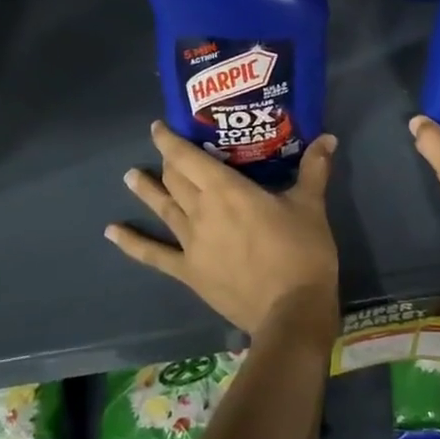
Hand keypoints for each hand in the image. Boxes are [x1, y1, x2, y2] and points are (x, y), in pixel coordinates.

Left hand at [105, 123, 340, 340]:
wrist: (291, 312)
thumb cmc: (302, 252)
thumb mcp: (311, 205)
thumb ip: (314, 169)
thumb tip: (327, 137)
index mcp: (227, 190)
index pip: (190, 158)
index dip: (171, 140)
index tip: (158, 126)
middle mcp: (201, 211)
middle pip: (176, 180)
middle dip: (168, 162)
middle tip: (164, 150)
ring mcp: (191, 244)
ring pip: (163, 209)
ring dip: (146, 191)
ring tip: (129, 176)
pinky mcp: (190, 272)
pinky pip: (155, 255)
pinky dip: (132, 243)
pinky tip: (112, 232)